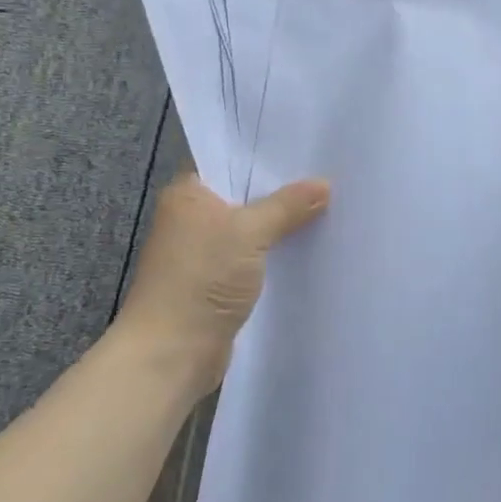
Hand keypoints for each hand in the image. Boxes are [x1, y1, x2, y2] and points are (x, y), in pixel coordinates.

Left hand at [111, 172, 329, 395]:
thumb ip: (287, 205)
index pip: (230, 159)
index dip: (266, 154)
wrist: (171, 354)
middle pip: (245, 193)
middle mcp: (193, 217)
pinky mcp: (219, 281)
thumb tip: (324, 184)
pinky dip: (277, 251)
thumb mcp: (250, 232)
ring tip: (329, 205)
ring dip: (282, 223)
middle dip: (282, 189)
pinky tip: (310, 244)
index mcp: (189, 193)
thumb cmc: (201, 279)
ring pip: (252, 226)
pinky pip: (255, 255)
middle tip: (328, 173)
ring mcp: (205, 251)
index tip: (307, 147)